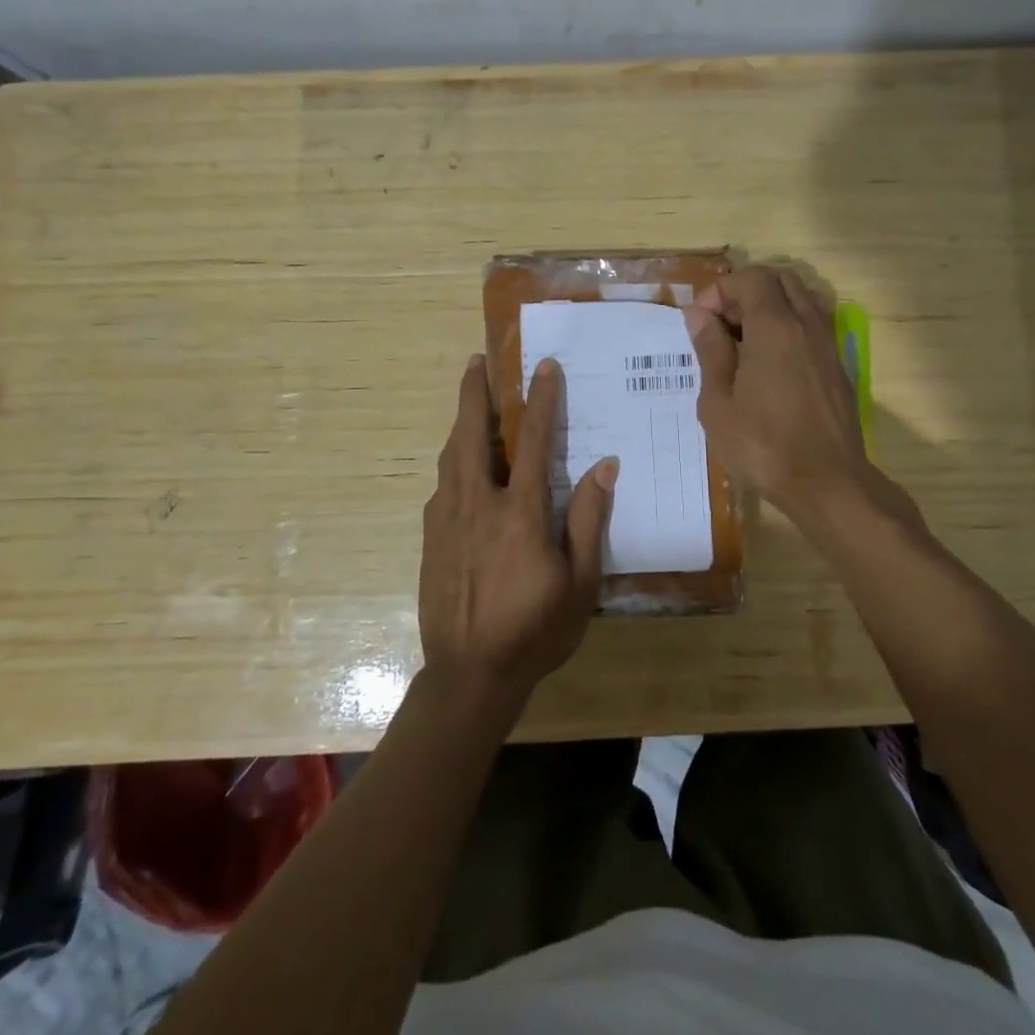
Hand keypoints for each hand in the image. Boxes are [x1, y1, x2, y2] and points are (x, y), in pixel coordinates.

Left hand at [418, 355, 617, 705]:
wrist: (468, 674)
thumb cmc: (535, 630)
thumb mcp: (580, 583)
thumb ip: (589, 520)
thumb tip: (604, 466)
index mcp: (520, 512)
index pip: (533, 440)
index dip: (542, 399)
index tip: (545, 366)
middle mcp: (478, 503)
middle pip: (472, 433)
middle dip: (474, 392)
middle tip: (477, 360)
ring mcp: (447, 519)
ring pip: (451, 455)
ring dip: (461, 422)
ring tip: (468, 400)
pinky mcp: (429, 537)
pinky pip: (442, 485)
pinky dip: (453, 461)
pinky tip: (460, 465)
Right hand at [684, 265, 876, 521]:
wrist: (827, 484)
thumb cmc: (763, 445)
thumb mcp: (719, 401)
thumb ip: (711, 350)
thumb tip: (700, 315)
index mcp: (775, 327)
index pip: (751, 278)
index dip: (720, 290)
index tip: (699, 320)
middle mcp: (807, 325)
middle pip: (781, 280)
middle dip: (746, 292)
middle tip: (721, 325)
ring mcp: (828, 345)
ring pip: (800, 300)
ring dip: (768, 308)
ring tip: (740, 345)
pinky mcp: (837, 368)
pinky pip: (810, 327)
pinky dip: (786, 328)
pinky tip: (765, 366)